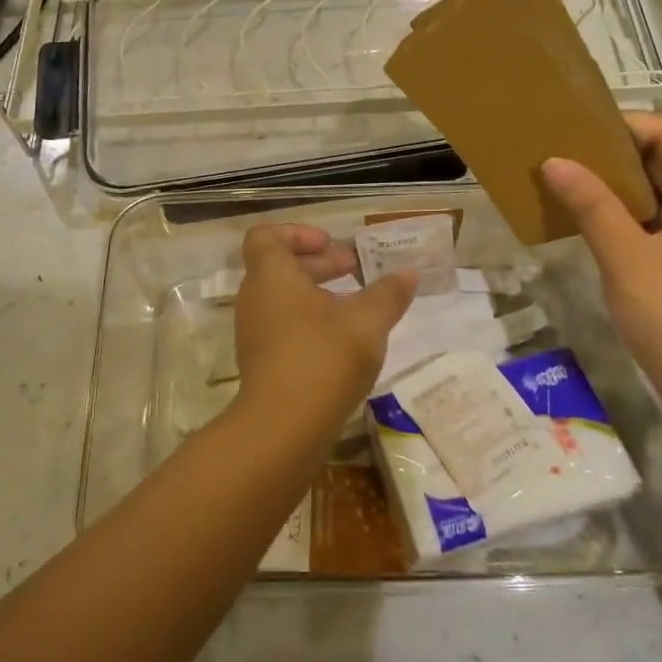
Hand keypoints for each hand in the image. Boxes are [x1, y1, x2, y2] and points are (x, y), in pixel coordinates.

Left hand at [233, 224, 416, 429]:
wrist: (283, 428)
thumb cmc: (323, 358)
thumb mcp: (367, 322)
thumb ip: (388, 294)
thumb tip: (408, 274)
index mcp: (271, 275)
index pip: (267, 236)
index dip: (298, 233)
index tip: (331, 244)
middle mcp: (255, 298)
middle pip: (279, 266)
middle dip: (319, 263)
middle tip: (355, 269)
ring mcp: (254, 332)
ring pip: (283, 298)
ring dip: (317, 294)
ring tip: (356, 306)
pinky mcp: (261, 362)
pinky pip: (282, 326)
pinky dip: (309, 322)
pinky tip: (342, 342)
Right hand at [542, 113, 661, 426]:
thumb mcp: (627, 258)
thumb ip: (591, 204)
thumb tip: (553, 161)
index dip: (619, 127)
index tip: (569, 128)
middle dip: (613, 155)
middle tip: (558, 151)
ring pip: (660, 189)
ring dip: (616, 185)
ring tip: (564, 176)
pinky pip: (660, 217)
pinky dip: (626, 212)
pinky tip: (586, 212)